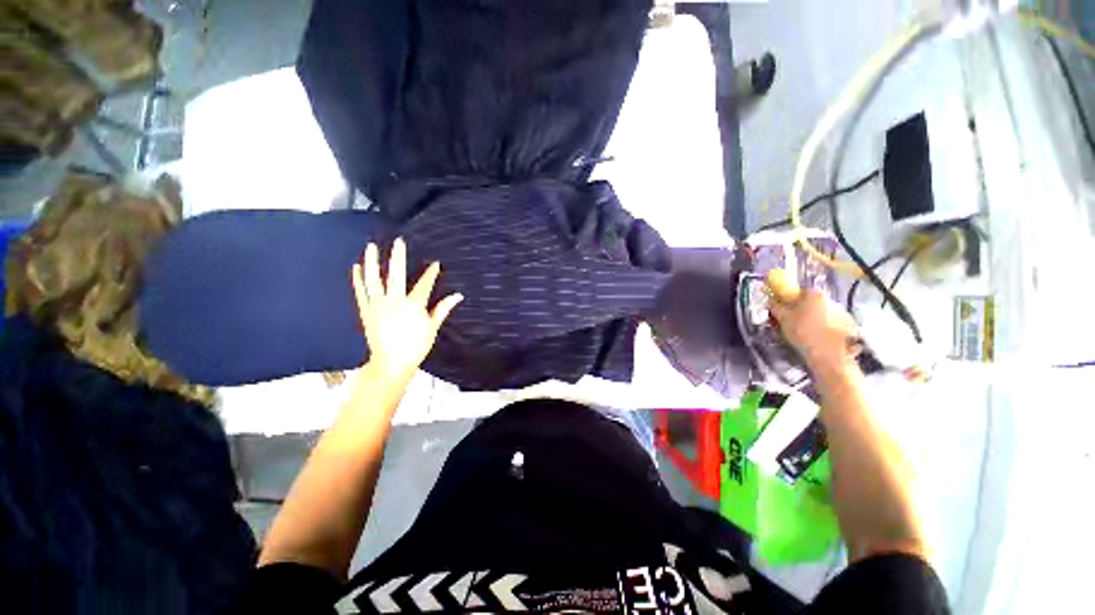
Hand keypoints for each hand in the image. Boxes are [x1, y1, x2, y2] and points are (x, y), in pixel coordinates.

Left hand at [351, 238, 462, 378]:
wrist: (391, 363)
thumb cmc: (416, 346)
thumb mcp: (432, 327)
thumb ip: (443, 309)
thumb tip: (458, 296)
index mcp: (413, 306)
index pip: (424, 284)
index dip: (431, 272)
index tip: (436, 263)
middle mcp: (394, 302)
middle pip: (397, 275)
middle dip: (399, 257)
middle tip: (399, 241)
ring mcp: (378, 306)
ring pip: (374, 280)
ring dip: (373, 262)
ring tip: (371, 246)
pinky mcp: (366, 311)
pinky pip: (360, 292)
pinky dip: (357, 279)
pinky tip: (356, 267)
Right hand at [766, 269, 860, 375]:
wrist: (829, 355)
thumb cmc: (803, 332)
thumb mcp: (783, 318)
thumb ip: (775, 307)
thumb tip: (771, 301)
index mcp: (815, 294)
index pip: (798, 292)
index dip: (788, 301)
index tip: (782, 311)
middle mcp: (830, 300)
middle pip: (810, 303)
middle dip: (800, 311)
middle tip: (789, 323)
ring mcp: (842, 313)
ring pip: (820, 314)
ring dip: (811, 321)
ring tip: (801, 334)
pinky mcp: (848, 327)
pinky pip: (829, 324)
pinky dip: (821, 329)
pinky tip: (814, 339)